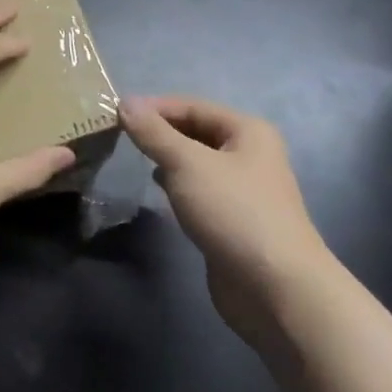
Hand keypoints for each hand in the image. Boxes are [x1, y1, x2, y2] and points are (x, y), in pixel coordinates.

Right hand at [119, 96, 330, 348]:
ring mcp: (243, 189)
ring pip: (197, 162)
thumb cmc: (234, 212)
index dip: (154, 107)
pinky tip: (158, 189)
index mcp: (247, 131)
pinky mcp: (233, 219)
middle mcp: (249, 154)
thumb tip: (125, 102)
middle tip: (118, 136)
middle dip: (160, 132)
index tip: (115, 114)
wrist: (276, 288)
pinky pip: (199, 190)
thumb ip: (154, 133)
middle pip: (196, 131)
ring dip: (167, 158)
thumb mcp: (187, 164)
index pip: (192, 105)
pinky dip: (177, 185)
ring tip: (133, 158)